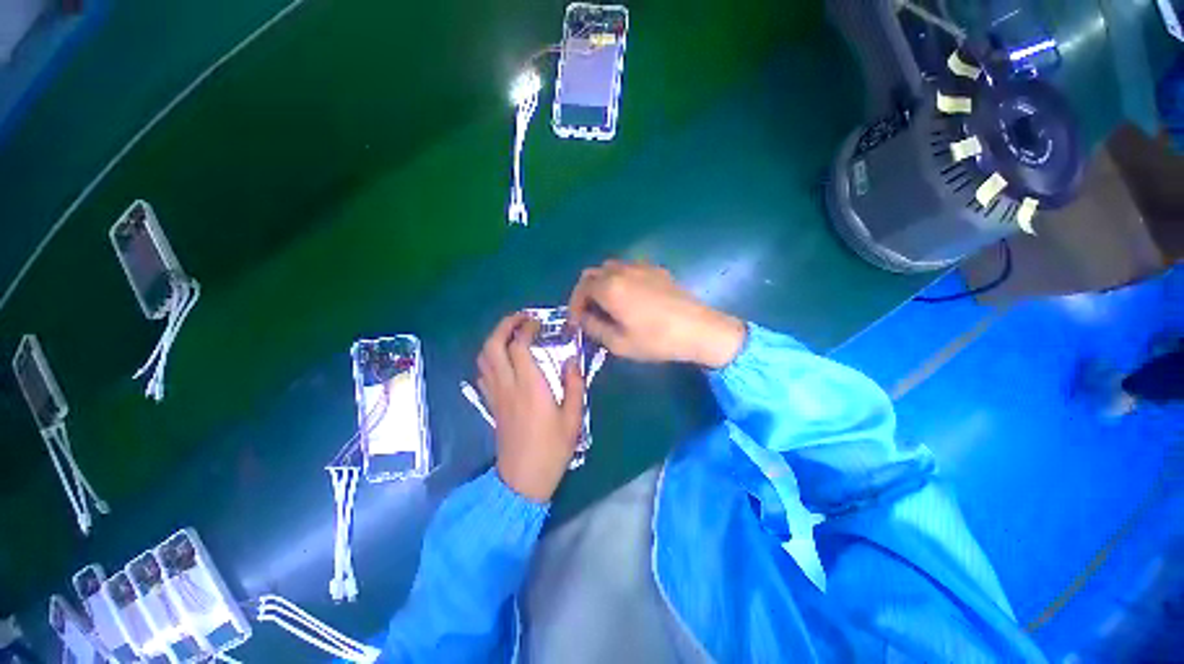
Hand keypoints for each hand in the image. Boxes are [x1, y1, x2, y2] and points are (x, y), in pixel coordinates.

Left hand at [477, 313, 586, 502]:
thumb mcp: (573, 417)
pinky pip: (483, 373)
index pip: (519, 346)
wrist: (523, 478)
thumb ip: (574, 384)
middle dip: (504, 326)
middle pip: (493, 346)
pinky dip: (489, 358)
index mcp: (530, 386)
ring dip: (494, 339)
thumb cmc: (553, 448)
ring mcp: (496, 394)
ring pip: (483, 358)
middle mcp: (508, 385)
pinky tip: (503, 360)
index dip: (526, 328)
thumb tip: (571, 360)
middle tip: (520, 319)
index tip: (537, 322)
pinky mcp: (491, 404)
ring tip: (511, 334)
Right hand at [569, 260, 745, 368]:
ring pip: (610, 268)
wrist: (699, 329)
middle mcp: (622, 271)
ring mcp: (641, 267)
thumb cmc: (656, 340)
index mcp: (610, 287)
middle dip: (586, 292)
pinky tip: (631, 298)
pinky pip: (629, 268)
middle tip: (590, 312)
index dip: (575, 305)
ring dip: (602, 284)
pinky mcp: (656, 269)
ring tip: (608, 305)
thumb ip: (593, 328)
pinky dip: (620, 280)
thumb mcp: (618, 343)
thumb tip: (583, 318)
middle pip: (593, 274)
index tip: (578, 321)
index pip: (581, 288)